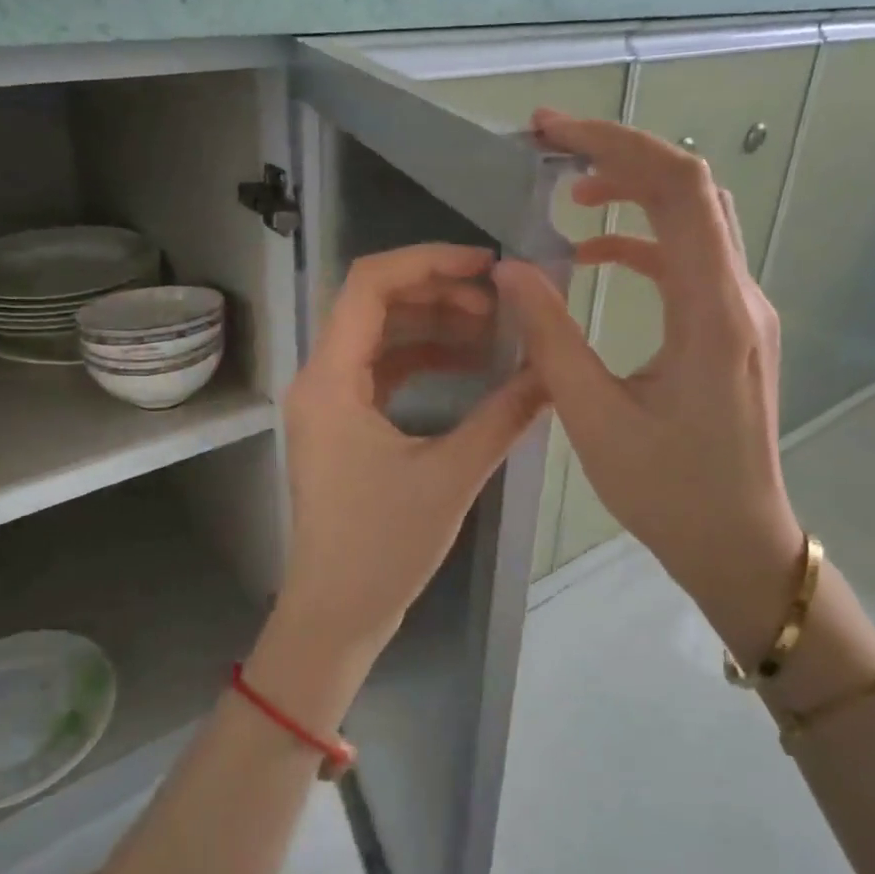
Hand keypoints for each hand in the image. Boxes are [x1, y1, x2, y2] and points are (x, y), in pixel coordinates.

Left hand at [276, 244, 547, 661]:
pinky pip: (382, 369)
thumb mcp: (450, 476)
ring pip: (381, 336)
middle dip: (438, 293)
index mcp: (330, 379)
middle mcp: (320, 378)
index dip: (428, 261)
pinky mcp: (343, 423)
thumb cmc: (382, 548)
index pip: (369, 285)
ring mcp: (329, 401)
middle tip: (498, 304)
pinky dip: (423, 358)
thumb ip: (504, 416)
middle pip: (375, 304)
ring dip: (433, 325)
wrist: (336, 612)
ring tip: (492, 333)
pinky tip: (468, 365)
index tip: (486, 265)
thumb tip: (554, 371)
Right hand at [494, 110, 804, 660]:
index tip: (551, 133)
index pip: (676, 189)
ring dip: (633, 193)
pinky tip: (596, 256)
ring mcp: (741, 310)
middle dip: (619, 155)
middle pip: (690, 189)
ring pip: (694, 218)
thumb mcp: (594, 416)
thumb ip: (550, 335)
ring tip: (568, 196)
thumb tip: (511, 268)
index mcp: (710, 311)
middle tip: (550, 147)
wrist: (738, 542)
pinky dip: (642, 240)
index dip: (614, 145)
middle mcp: (738, 295)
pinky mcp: (732, 327)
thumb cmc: (668, 490)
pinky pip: (690, 258)